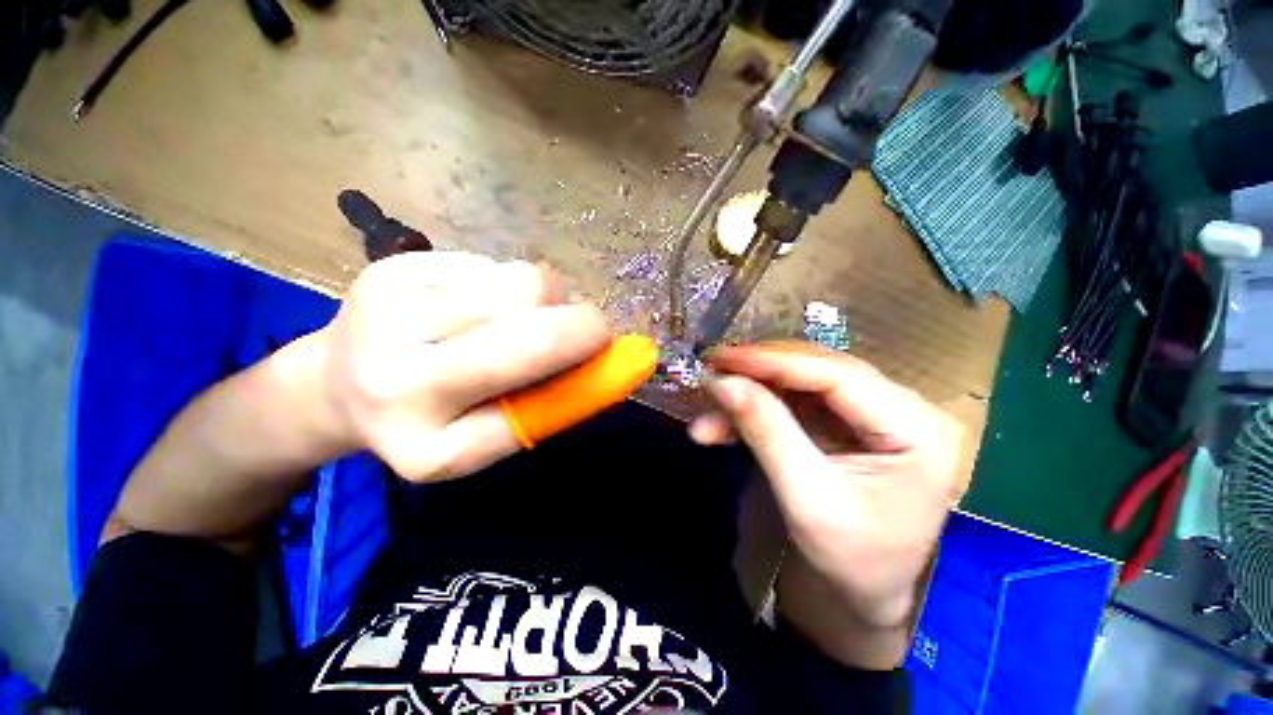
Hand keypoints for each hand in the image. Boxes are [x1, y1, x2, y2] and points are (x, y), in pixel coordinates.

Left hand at [314, 251, 610, 480]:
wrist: (336, 386)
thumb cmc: (429, 420)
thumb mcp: (489, 436)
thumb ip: (550, 404)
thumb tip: (613, 361)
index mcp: (429, 440)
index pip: (532, 395)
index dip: (582, 359)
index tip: (609, 347)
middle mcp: (398, 377)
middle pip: (530, 322)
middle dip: (580, 322)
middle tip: (590, 326)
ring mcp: (387, 311)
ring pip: (519, 282)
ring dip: (543, 299)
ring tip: (519, 318)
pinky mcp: (391, 267)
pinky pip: (492, 266)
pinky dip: (505, 286)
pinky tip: (479, 304)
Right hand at [689, 343, 963, 659]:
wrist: (867, 593)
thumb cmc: (850, 559)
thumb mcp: (804, 498)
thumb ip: (764, 432)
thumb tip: (721, 382)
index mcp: (919, 430)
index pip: (837, 375)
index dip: (774, 361)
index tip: (722, 357)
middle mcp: (906, 408)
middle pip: (818, 371)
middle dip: (759, 373)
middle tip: (711, 373)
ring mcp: (877, 412)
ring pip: (801, 383)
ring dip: (753, 393)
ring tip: (709, 406)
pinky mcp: (850, 421)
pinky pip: (797, 402)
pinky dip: (758, 409)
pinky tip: (724, 425)